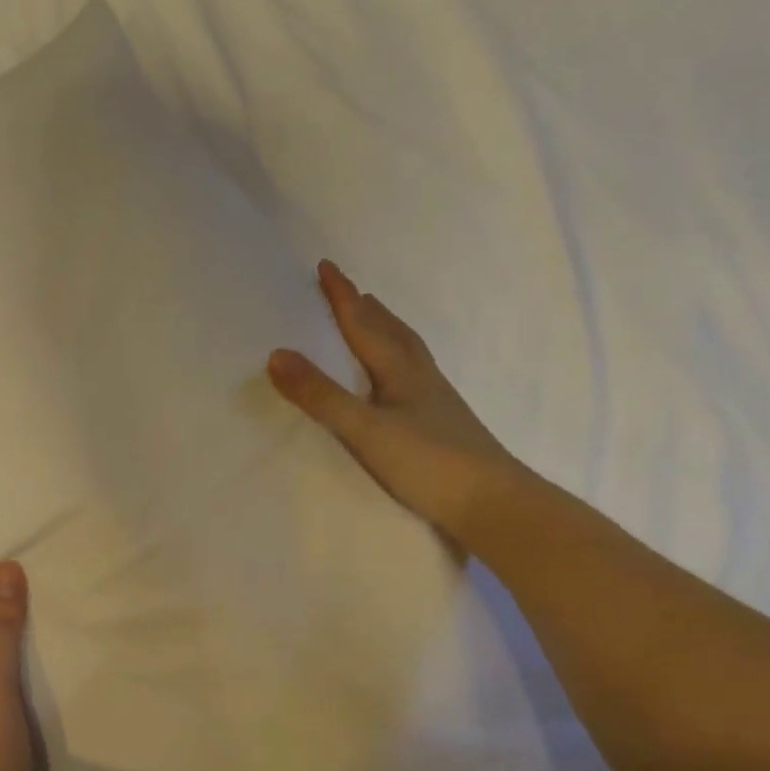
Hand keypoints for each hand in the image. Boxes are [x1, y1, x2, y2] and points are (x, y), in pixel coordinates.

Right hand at [268, 260, 521, 549]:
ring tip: (373, 322)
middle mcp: (420, 378)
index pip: (365, 324)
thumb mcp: (364, 429)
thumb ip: (320, 395)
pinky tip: (398, 380)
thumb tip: (276, 354)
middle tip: (350, 291)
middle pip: (392, 331)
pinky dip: (398, 362)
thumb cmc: (428, 462)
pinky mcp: (441, 424)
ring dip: (386, 331)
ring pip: (407, 353)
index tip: (326, 267)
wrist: (493, 503)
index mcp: (400, 372)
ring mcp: (435, 401)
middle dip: (367, 309)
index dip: (344, 296)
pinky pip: (413, 376)